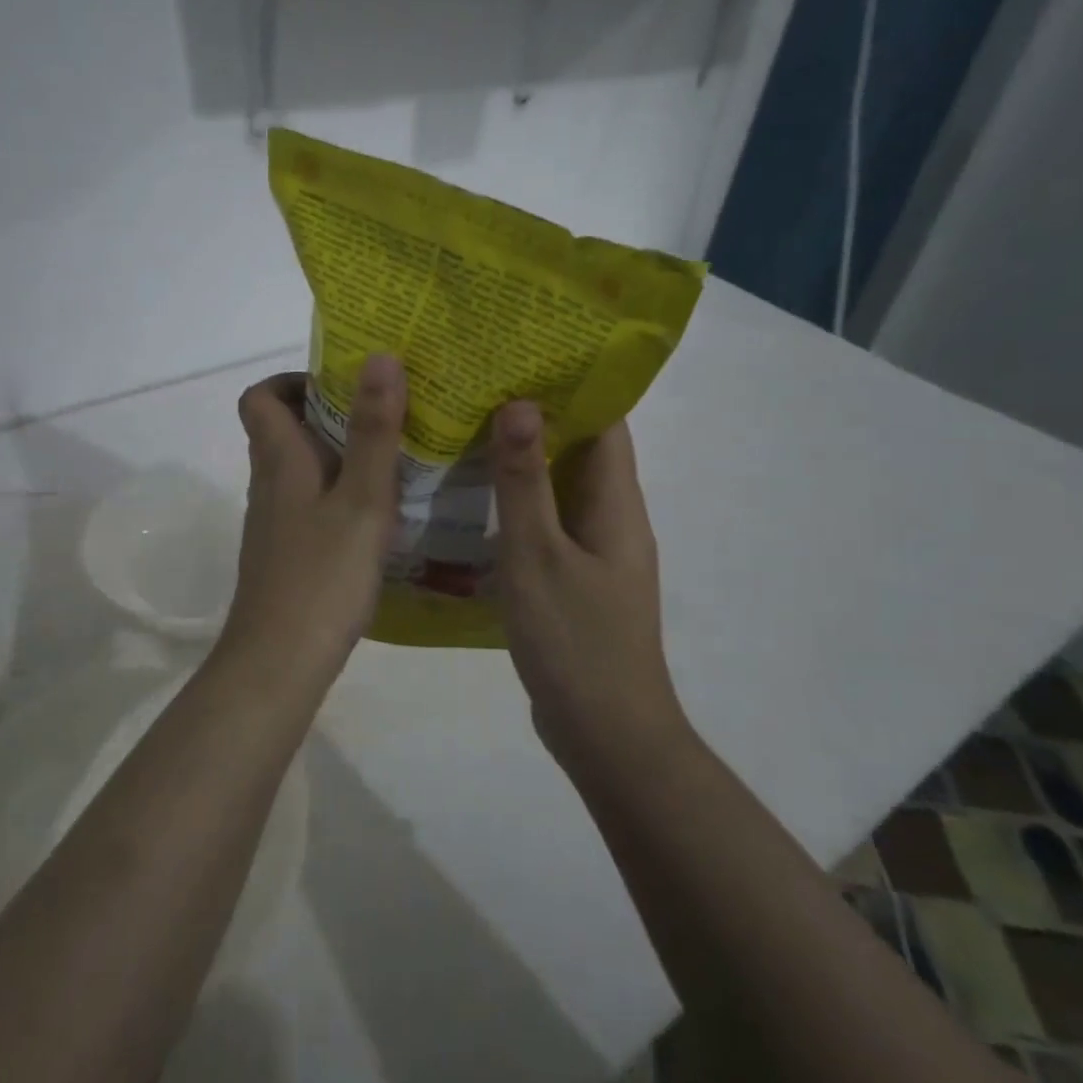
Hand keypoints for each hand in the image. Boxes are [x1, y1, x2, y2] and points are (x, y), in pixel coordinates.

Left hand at [223, 354, 407, 686]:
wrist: (279, 661)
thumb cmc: (322, 575)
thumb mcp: (362, 499)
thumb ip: (374, 431)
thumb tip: (380, 357)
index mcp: (280, 461)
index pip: (260, 397)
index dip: (293, 380)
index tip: (343, 383)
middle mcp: (269, 485)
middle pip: (284, 430)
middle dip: (330, 414)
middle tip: (386, 416)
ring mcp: (275, 523)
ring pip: (300, 469)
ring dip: (338, 455)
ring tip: (394, 459)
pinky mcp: (286, 554)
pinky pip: (310, 504)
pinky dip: (339, 494)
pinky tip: (378, 515)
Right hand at [491, 404, 688, 763]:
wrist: (605, 732)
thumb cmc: (575, 640)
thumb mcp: (539, 555)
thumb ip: (526, 481)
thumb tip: (521, 403)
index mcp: (616, 502)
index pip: (605, 420)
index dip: (572, 381)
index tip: (523, 350)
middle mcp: (611, 516)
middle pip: (580, 448)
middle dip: (537, 413)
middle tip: (478, 382)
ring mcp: (593, 549)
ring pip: (558, 486)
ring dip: (522, 457)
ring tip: (466, 426)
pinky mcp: (572, 577)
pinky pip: (545, 522)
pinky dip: (516, 501)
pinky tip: (471, 498)